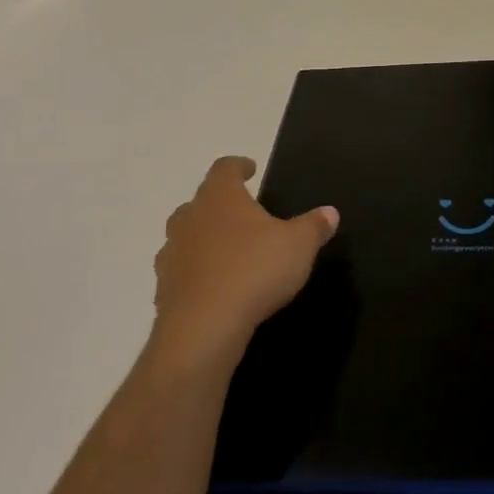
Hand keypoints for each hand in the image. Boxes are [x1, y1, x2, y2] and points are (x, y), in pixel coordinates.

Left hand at [150, 156, 338, 378]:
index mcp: (220, 198)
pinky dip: (197, 273)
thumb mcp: (299, 245)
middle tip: (243, 214)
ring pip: (186, 236)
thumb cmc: (255, 270)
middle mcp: (190, 218)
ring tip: (229, 251)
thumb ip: (314, 225)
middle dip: (220, 205)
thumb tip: (329, 212)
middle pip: (200, 201)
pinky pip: (182, 271)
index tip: (250, 169)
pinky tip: (216, 286)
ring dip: (204, 239)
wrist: (204, 328)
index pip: (224, 169)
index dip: (238, 166)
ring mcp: (172, 254)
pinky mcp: (163, 289)